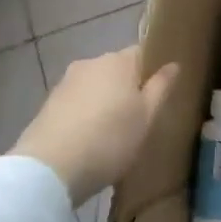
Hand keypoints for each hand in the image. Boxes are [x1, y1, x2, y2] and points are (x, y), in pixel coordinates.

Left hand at [13, 47, 178, 203]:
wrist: (49, 169)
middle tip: (139, 116)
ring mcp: (65, 83)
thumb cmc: (110, 139)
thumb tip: (173, 65)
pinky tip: (89, 138)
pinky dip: (85, 114)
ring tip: (112, 131)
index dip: (152, 70)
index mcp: (118, 61)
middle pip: (116, 69)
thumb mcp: (147, 116)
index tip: (159, 92)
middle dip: (127, 87)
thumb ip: (161, 87)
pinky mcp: (47, 105)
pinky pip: (77, 102)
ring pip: (95, 86)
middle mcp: (90, 63)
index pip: (142, 52)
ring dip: (105, 101)